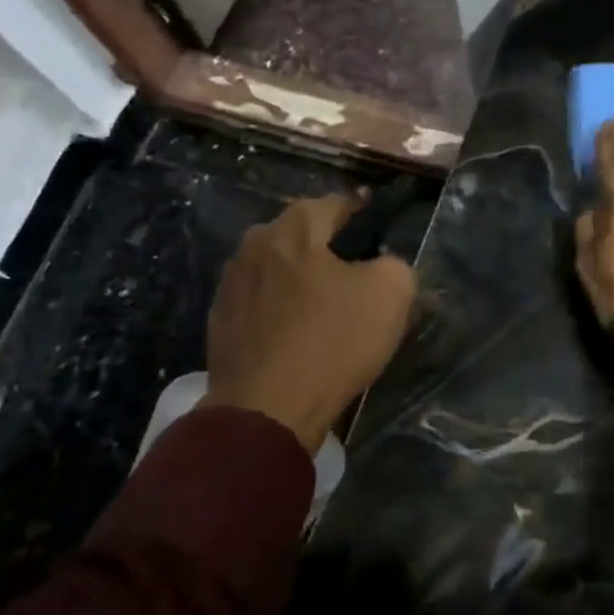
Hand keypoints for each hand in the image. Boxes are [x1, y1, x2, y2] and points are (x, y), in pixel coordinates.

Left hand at [202, 193, 416, 450]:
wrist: (267, 410)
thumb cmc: (332, 341)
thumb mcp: (391, 294)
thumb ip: (394, 263)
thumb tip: (382, 264)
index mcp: (294, 228)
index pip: (336, 204)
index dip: (363, 216)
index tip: (380, 236)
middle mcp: (254, 244)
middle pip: (302, 236)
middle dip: (328, 250)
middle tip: (356, 278)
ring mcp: (230, 283)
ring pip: (277, 269)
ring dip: (300, 281)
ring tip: (324, 310)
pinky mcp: (218, 321)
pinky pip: (259, 303)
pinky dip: (278, 311)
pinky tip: (295, 337)